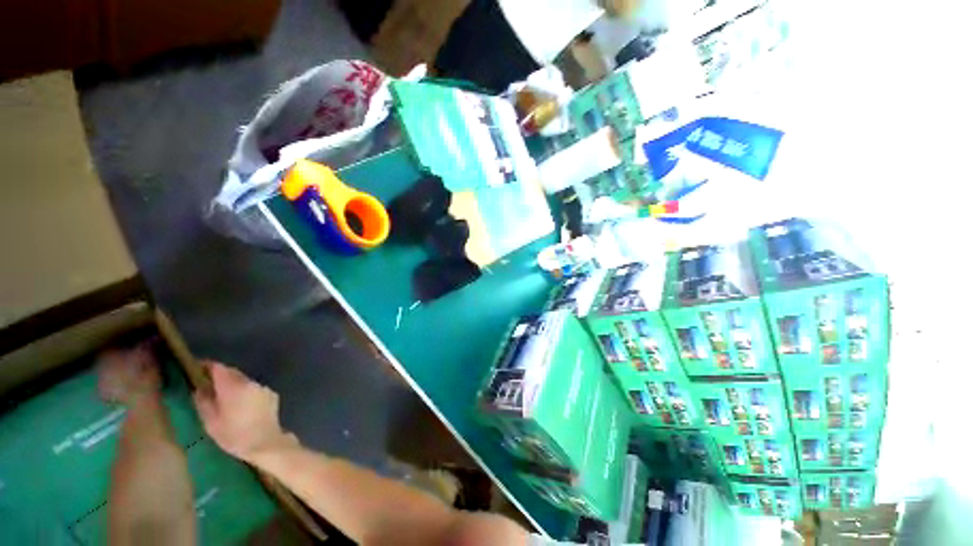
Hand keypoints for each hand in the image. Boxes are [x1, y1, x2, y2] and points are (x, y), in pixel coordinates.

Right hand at [193, 362, 295, 463]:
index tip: (196, 369)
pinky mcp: (271, 394)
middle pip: (232, 373)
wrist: (265, 442)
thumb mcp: (210, 420)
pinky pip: (253, 389)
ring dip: (233, 385)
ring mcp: (263, 387)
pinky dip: (245, 392)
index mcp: (234, 386)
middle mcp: (250, 382)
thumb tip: (199, 387)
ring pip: (244, 381)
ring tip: (222, 397)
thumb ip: (203, 400)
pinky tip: (240, 405)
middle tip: (206, 385)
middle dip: (219, 376)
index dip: (207, 367)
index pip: (219, 368)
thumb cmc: (233, 435)